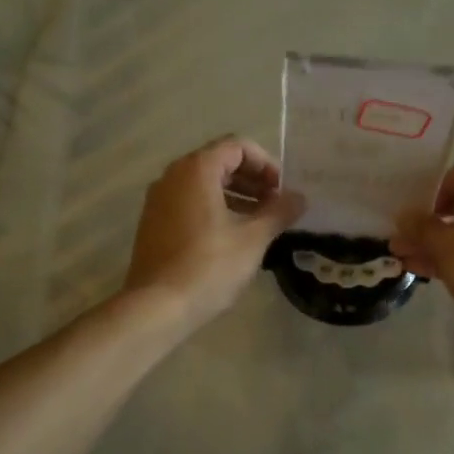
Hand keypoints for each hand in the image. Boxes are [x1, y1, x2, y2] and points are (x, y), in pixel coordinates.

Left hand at [124, 137, 305, 331]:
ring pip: (203, 184)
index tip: (282, 190)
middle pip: (219, 162)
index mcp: (196, 170)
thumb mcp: (253, 239)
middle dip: (252, 180)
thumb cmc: (209, 266)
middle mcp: (173, 176)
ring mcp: (159, 199)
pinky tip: (231, 237)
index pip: (237, 146)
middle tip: (275, 205)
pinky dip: (214, 208)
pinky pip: (189, 202)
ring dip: (235, 195)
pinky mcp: (153, 222)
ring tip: (258, 222)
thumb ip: (279, 212)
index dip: (266, 164)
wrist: (157, 306)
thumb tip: (299, 197)